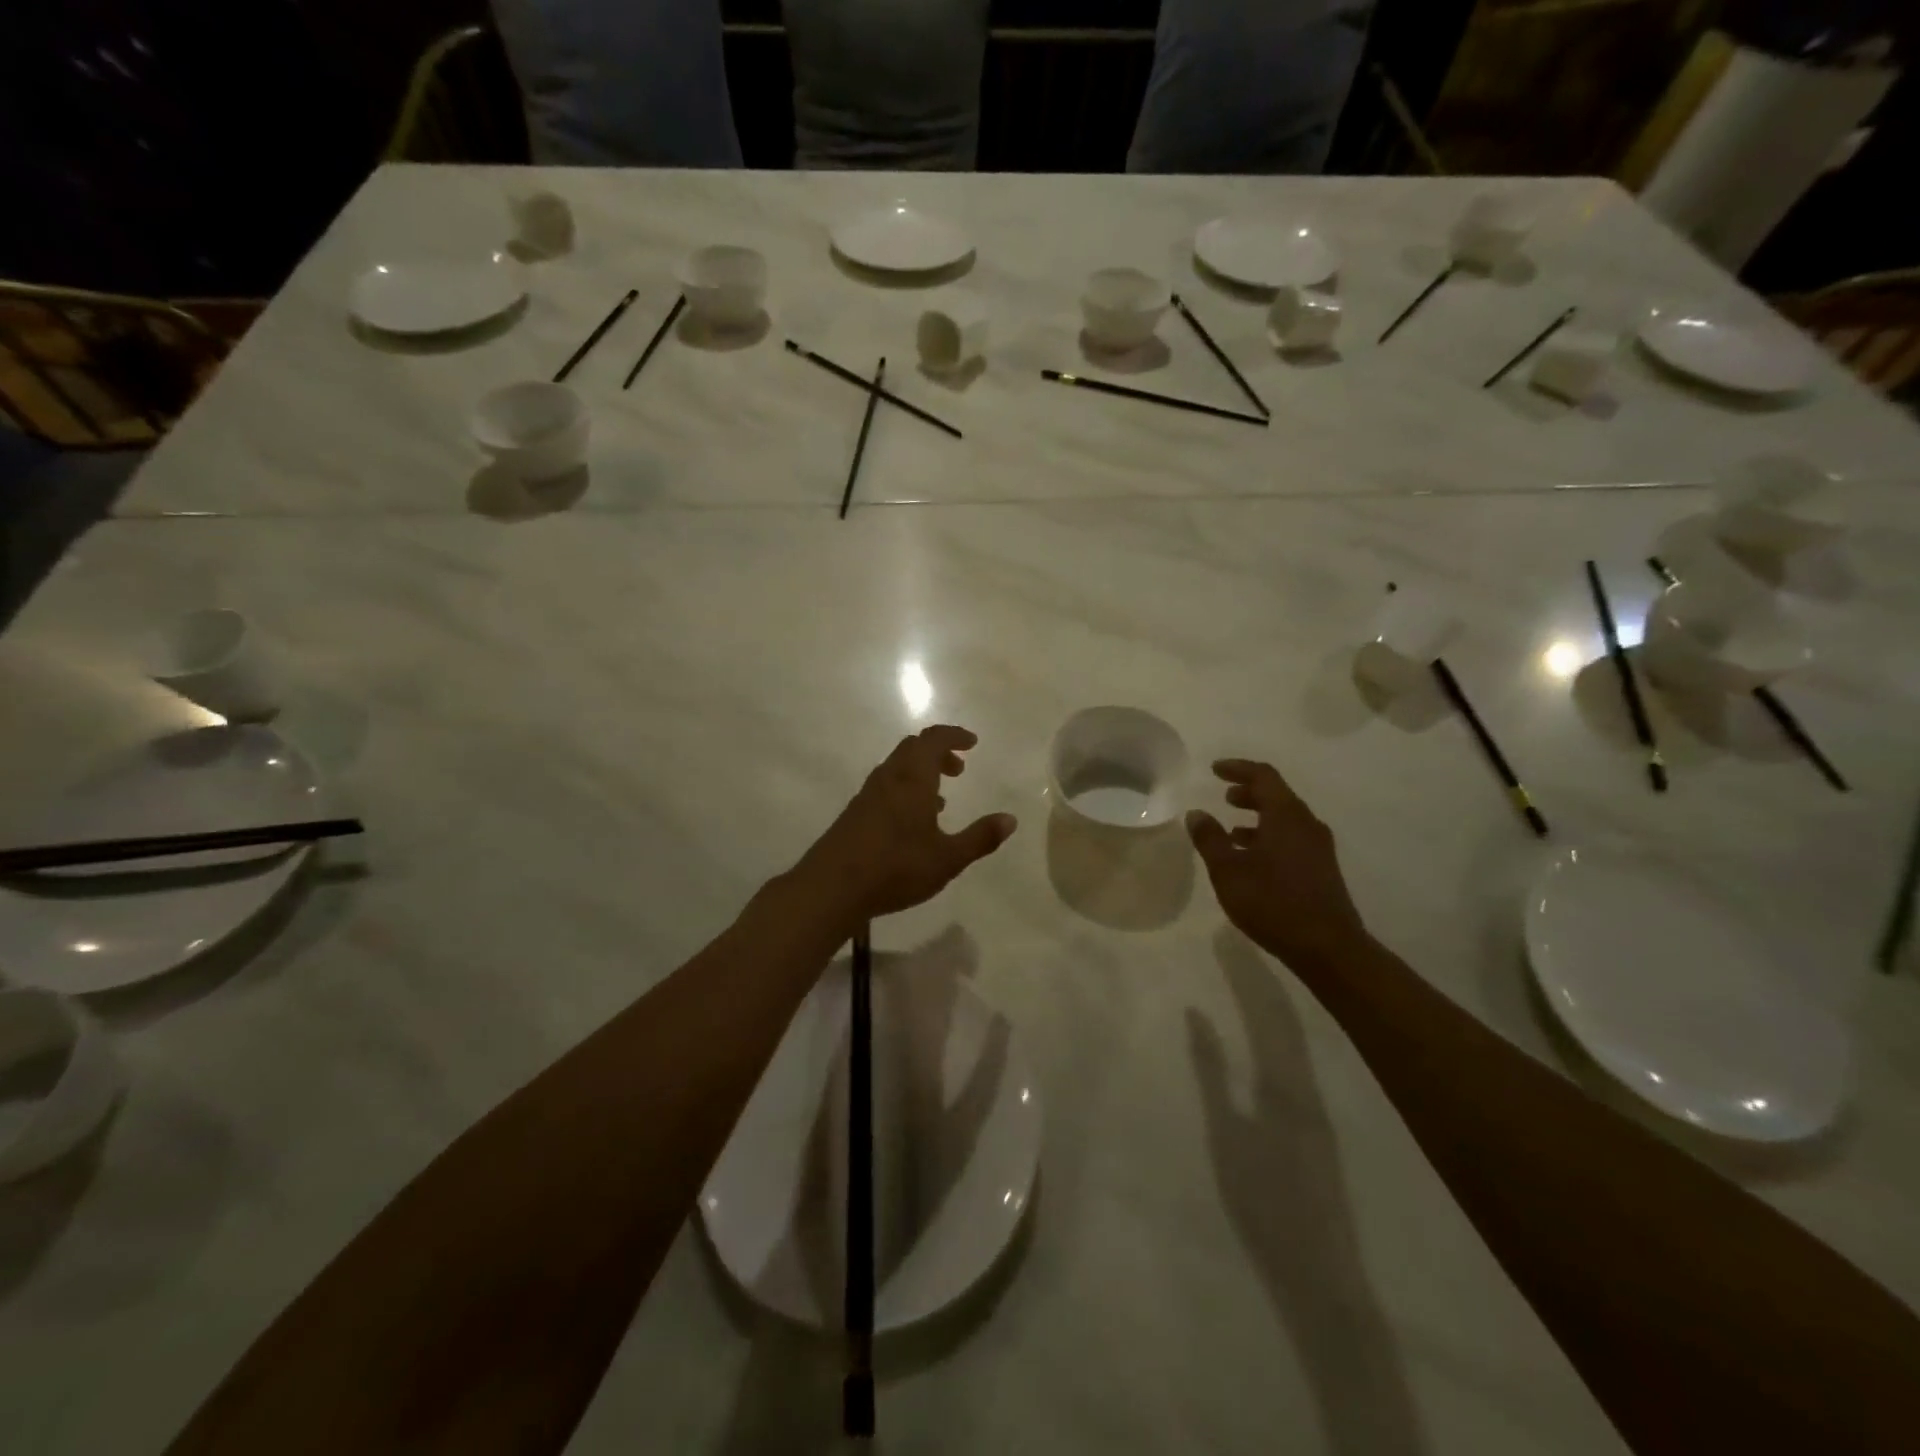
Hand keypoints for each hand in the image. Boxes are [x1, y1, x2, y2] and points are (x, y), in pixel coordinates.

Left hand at [796, 725, 1016, 927]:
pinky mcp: (854, 814)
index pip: (933, 740)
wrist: (831, 888)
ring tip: (941, 799)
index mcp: (912, 779)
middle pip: (913, 748)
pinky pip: (885, 787)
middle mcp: (888, 779)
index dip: (954, 736)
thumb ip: (980, 838)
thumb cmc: (895, 868)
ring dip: (921, 772)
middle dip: (938, 752)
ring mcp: (867, 795)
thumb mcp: (947, 859)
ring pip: (897, 768)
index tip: (972, 742)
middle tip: (959, 769)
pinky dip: (905, 789)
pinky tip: (912, 823)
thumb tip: (1010, 819)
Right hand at [1186, 759, 1369, 973]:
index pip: (1263, 776)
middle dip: (1249, 792)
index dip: (1238, 768)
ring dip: (1258, 817)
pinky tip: (1251, 859)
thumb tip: (1197, 813)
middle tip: (1224, 796)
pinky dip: (1269, 837)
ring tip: (1232, 830)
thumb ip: (1210, 839)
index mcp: (1286, 816)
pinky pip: (1292, 839)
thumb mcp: (1228, 870)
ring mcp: (1318, 847)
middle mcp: (1306, 824)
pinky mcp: (1321, 869)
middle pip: (1277, 795)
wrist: (1328, 947)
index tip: (1215, 769)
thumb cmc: (1273, 902)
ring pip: (1285, 819)